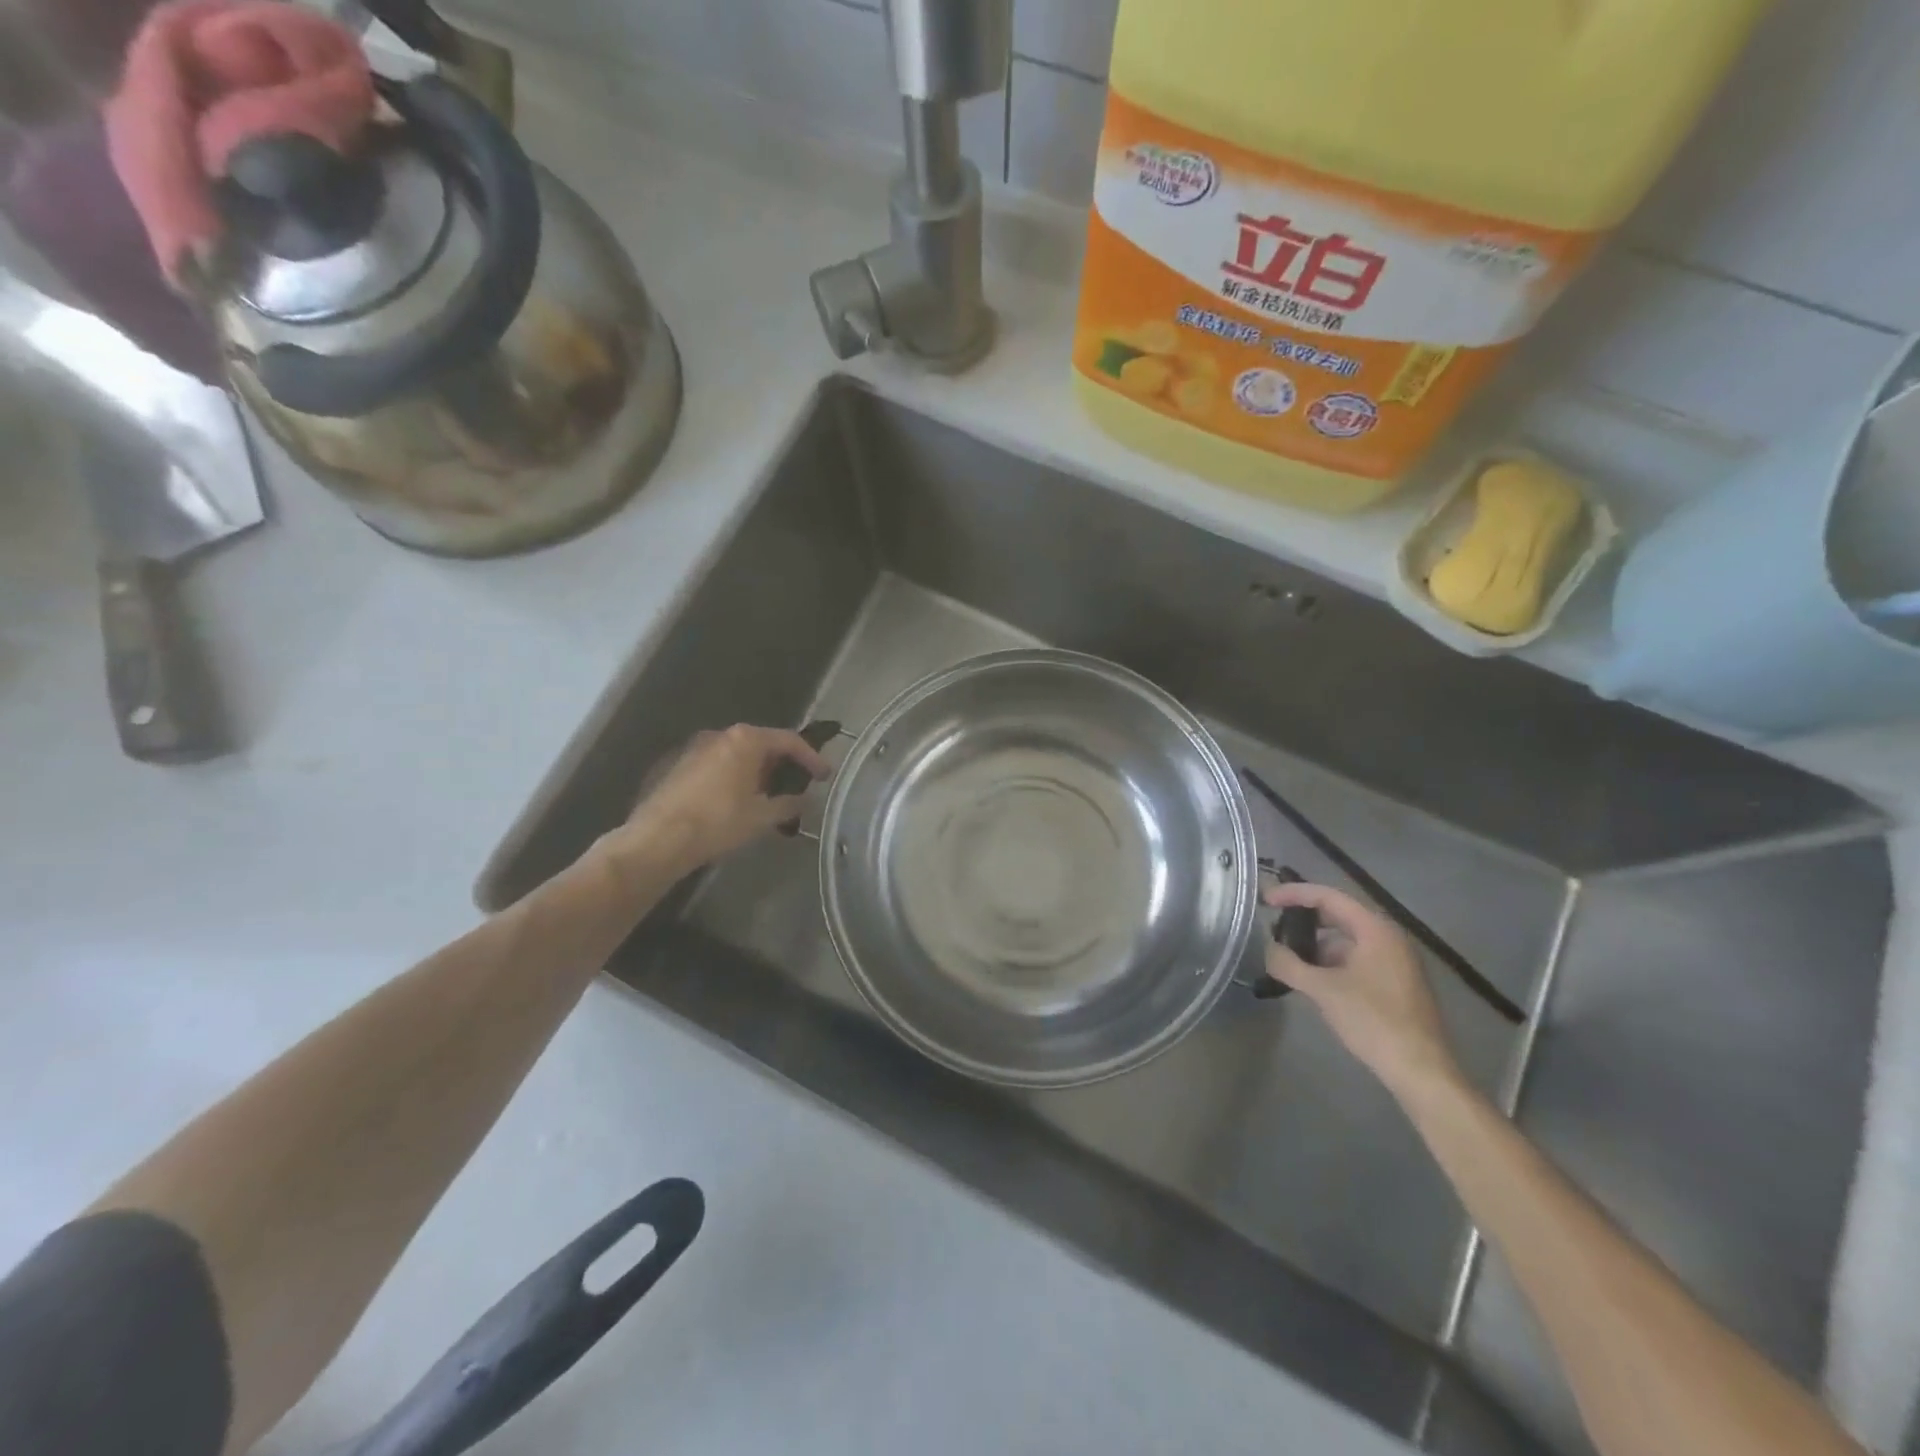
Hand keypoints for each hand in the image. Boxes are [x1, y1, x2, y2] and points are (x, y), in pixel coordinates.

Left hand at [610, 725, 830, 877]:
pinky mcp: (676, 766)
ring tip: (765, 799)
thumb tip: (806, 800)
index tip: (825, 776)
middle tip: (796, 786)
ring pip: (736, 755)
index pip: (789, 741)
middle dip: (781, 765)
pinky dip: (732, 779)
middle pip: (761, 744)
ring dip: (755, 773)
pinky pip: (716, 766)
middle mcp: (720, 735)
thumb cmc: (718, 822)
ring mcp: (694, 748)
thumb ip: (789, 804)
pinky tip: (734, 804)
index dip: (811, 758)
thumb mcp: (762, 816)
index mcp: (745, 740)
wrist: (657, 839)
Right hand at [1263, 881, 1461, 1099]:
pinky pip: (1356, 959)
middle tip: (1273, 925)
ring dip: (1316, 945)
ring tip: (1288, 958)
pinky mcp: (1395, 983)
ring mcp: (1395, 961)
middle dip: (1303, 919)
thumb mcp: (1323, 990)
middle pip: (1338, 915)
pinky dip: (1331, 963)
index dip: (1293, 894)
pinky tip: (1312, 981)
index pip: (1328, 896)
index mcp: (1375, 930)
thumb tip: (1268, 950)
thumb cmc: (1373, 1021)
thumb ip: (1289, 964)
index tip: (1265, 900)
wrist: (1421, 1071)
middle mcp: (1388, 938)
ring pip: (1346, 940)